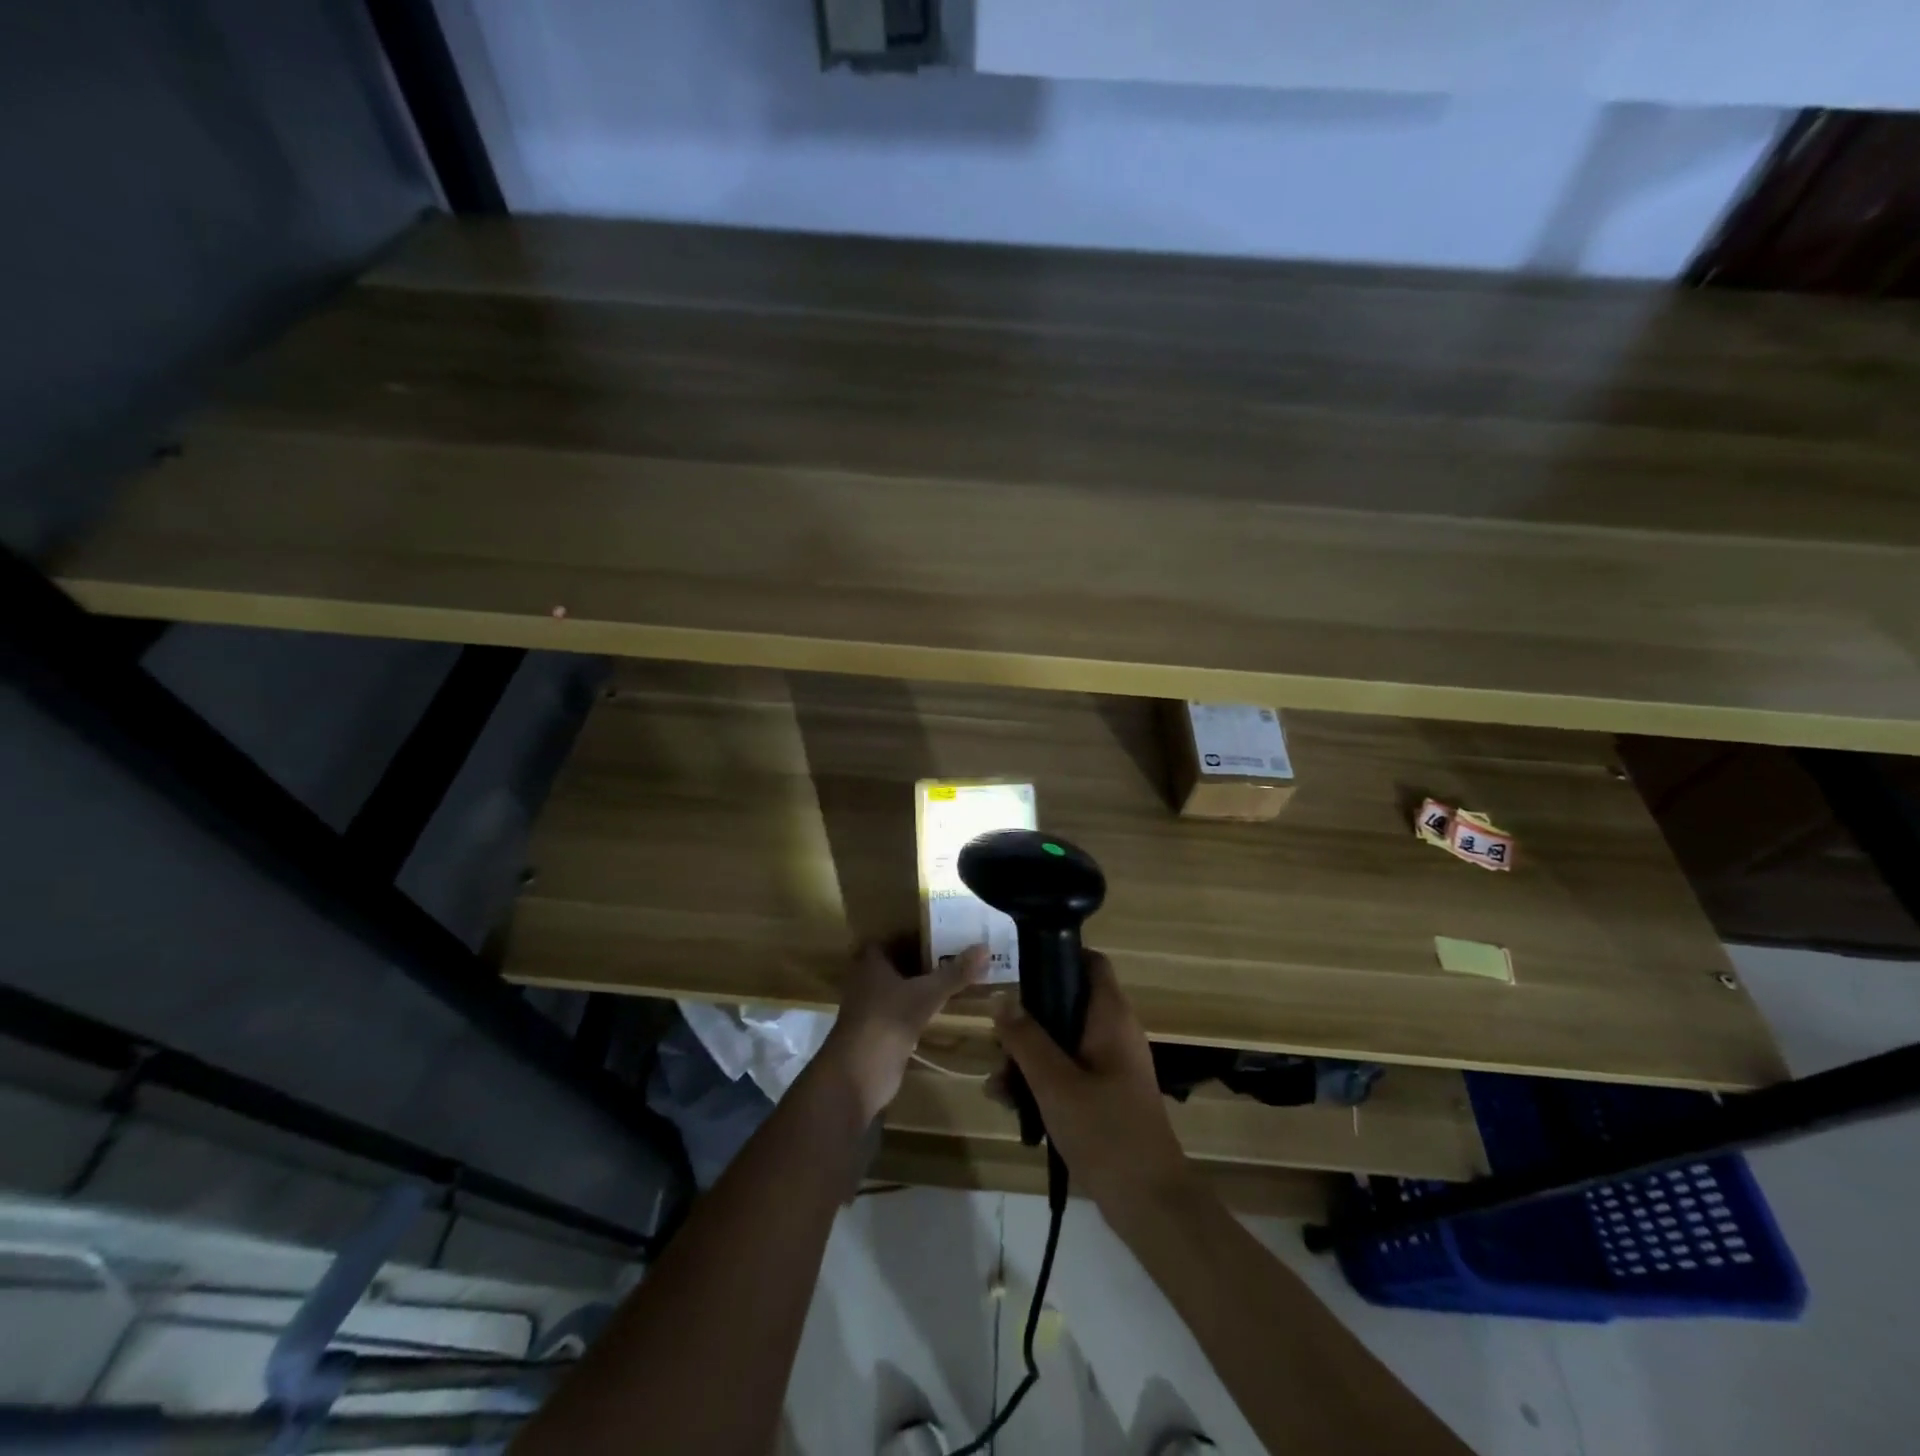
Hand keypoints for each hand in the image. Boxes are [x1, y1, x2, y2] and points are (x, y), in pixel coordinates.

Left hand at [824, 942, 985, 1120]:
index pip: (893, 938)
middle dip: (924, 958)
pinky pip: (904, 1011)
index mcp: (871, 962)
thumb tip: (985, 948)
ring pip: (901, 988)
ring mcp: (872, 1008)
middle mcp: (868, 980)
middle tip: (957, 951)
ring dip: (922, 984)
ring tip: (955, 976)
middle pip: (899, 963)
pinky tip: (942, 1007)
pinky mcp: (880, 1032)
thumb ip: (954, 973)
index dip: (915, 933)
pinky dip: (920, 1008)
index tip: (942, 930)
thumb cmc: (887, 1021)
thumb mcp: (925, 994)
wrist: (858, 1074)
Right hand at [991, 952, 1191, 1212]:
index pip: (1090, 963)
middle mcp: (1113, 1032)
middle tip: (997, 1046)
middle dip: (1026, 1024)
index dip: (1058, 956)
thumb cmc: (1105, 1131)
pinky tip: (1011, 1105)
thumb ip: (1025, 1038)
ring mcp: (1109, 1065)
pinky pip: (1067, 1072)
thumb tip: (1001, 997)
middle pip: (1064, 1005)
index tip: (1020, 969)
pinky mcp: (1104, 1094)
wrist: (1150, 1203)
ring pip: (1060, 1042)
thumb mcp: (1054, 1082)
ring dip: (1026, 1059)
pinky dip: (1041, 1082)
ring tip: (997, 1087)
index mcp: (1110, 1017)